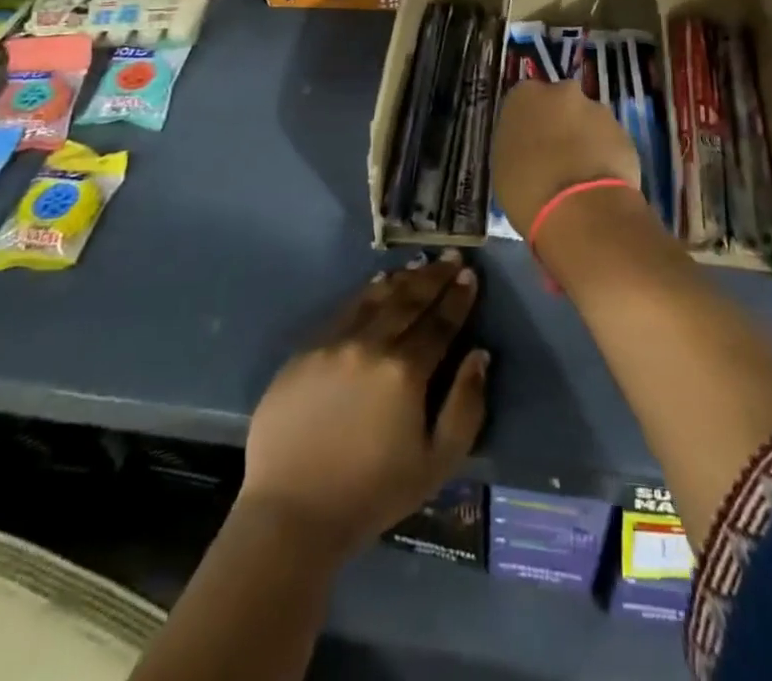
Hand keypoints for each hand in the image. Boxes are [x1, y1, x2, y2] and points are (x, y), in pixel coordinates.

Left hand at [239, 252, 487, 556]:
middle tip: (451, 257)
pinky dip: (365, 294)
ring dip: (402, 279)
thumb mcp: (436, 463)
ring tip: (419, 264)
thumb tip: (480, 355)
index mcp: (405, 371)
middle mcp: (370, 345)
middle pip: (409, 300)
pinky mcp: (305, 352)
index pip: (439, 322)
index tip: (470, 275)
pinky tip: (376, 287)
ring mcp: (333, 344)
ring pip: (375, 299)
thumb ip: (466, 406)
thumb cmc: (372, 494)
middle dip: (434, 277)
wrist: (291, 515)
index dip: (458, 297)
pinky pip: (342, 312)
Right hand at [490, 78, 644, 237]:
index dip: (528, 121)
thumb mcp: (503, 165)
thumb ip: (516, 143)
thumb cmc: (527, 189)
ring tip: (579, 173)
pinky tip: (598, 182)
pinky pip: (609, 140)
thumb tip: (528, 145)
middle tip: (554, 154)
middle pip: (560, 103)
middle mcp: (563, 92)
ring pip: (587, 120)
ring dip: (584, 138)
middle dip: (559, 122)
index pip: (524, 99)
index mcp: (525, 95)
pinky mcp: (625, 132)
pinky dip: (604, 154)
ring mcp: (598, 110)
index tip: (528, 142)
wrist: (581, 210)